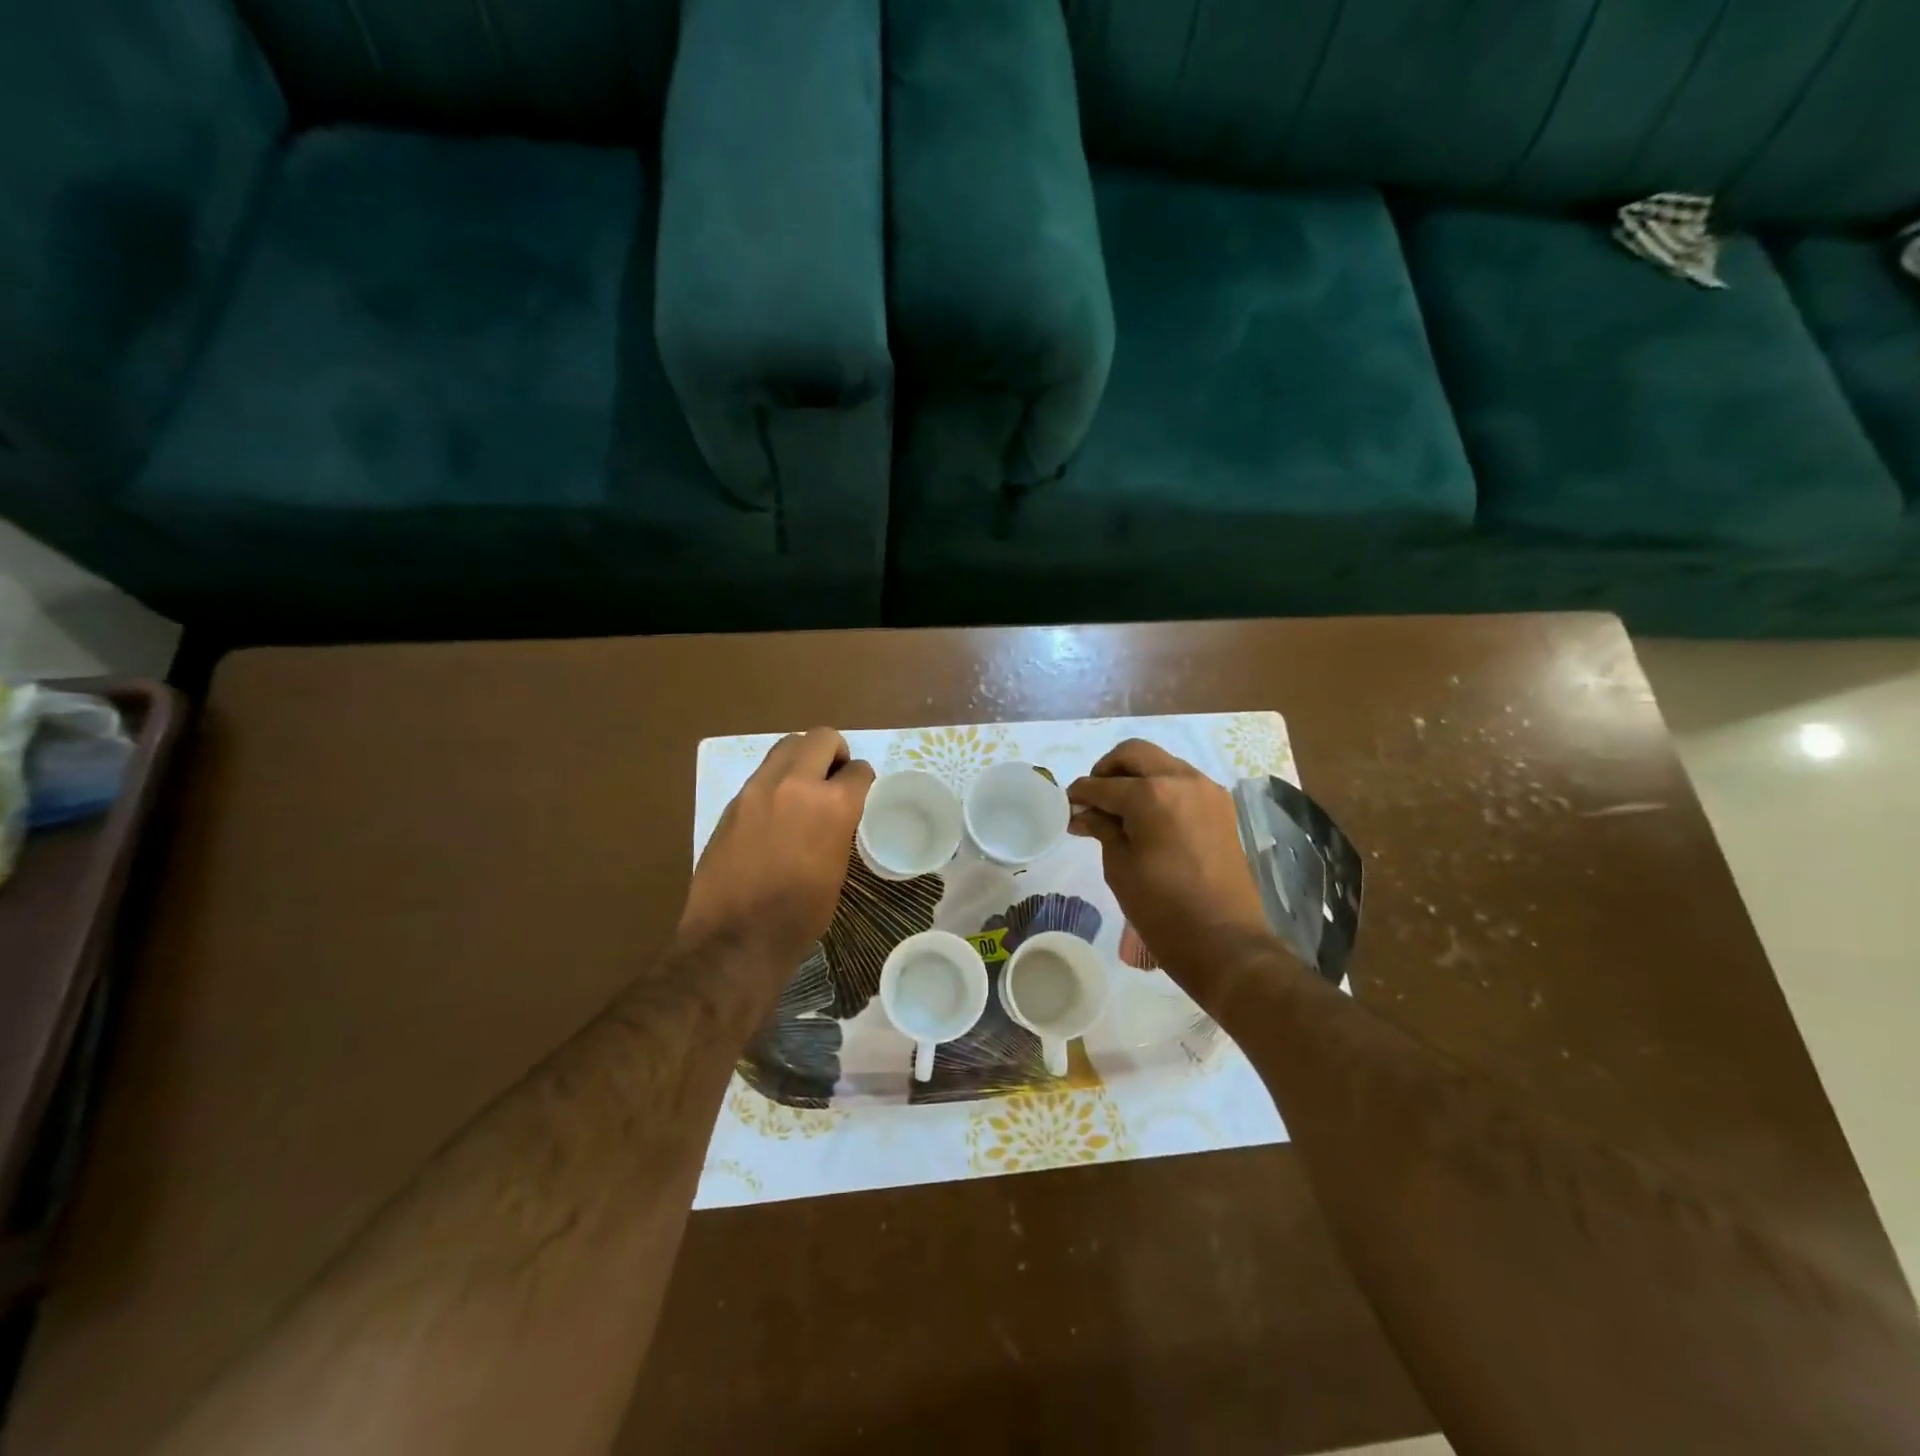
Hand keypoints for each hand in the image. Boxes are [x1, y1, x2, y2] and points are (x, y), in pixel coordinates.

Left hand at [679, 727, 873, 993]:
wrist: (735, 937)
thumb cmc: (799, 915)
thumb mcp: (837, 869)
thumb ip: (839, 827)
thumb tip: (836, 813)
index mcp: (832, 804)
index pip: (858, 769)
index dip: (863, 780)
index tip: (861, 792)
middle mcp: (795, 784)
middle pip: (821, 738)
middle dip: (835, 752)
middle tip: (835, 778)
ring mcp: (758, 789)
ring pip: (787, 746)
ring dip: (803, 758)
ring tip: (805, 790)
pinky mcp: (733, 802)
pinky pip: (763, 774)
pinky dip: (777, 781)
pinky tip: (777, 813)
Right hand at [1067, 740, 1277, 997]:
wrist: (1224, 940)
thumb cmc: (1161, 908)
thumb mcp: (1120, 867)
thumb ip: (1102, 829)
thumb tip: (1083, 813)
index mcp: (1151, 794)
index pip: (1103, 785)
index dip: (1080, 793)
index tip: (1068, 804)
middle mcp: (1181, 780)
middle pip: (1134, 753)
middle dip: (1108, 769)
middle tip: (1094, 797)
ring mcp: (1206, 790)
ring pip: (1161, 762)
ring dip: (1136, 775)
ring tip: (1120, 808)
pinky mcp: (1221, 806)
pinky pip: (1183, 780)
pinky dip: (1160, 786)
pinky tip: (1148, 815)